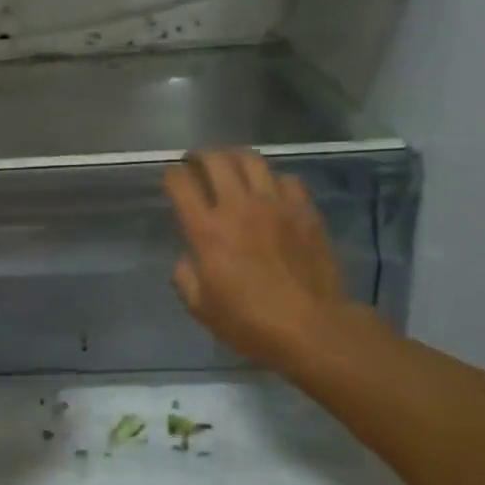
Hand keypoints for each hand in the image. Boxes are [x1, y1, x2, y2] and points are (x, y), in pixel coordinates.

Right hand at [164, 150, 371, 374]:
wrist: (312, 328)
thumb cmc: (250, 323)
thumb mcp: (201, 308)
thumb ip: (185, 277)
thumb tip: (189, 258)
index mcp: (207, 230)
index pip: (181, 183)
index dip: (172, 175)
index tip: (172, 178)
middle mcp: (238, 207)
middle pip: (215, 160)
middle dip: (200, 156)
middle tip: (197, 163)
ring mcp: (275, 205)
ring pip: (251, 159)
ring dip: (235, 158)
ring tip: (231, 167)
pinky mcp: (305, 211)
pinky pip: (287, 179)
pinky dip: (273, 180)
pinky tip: (271, 192)